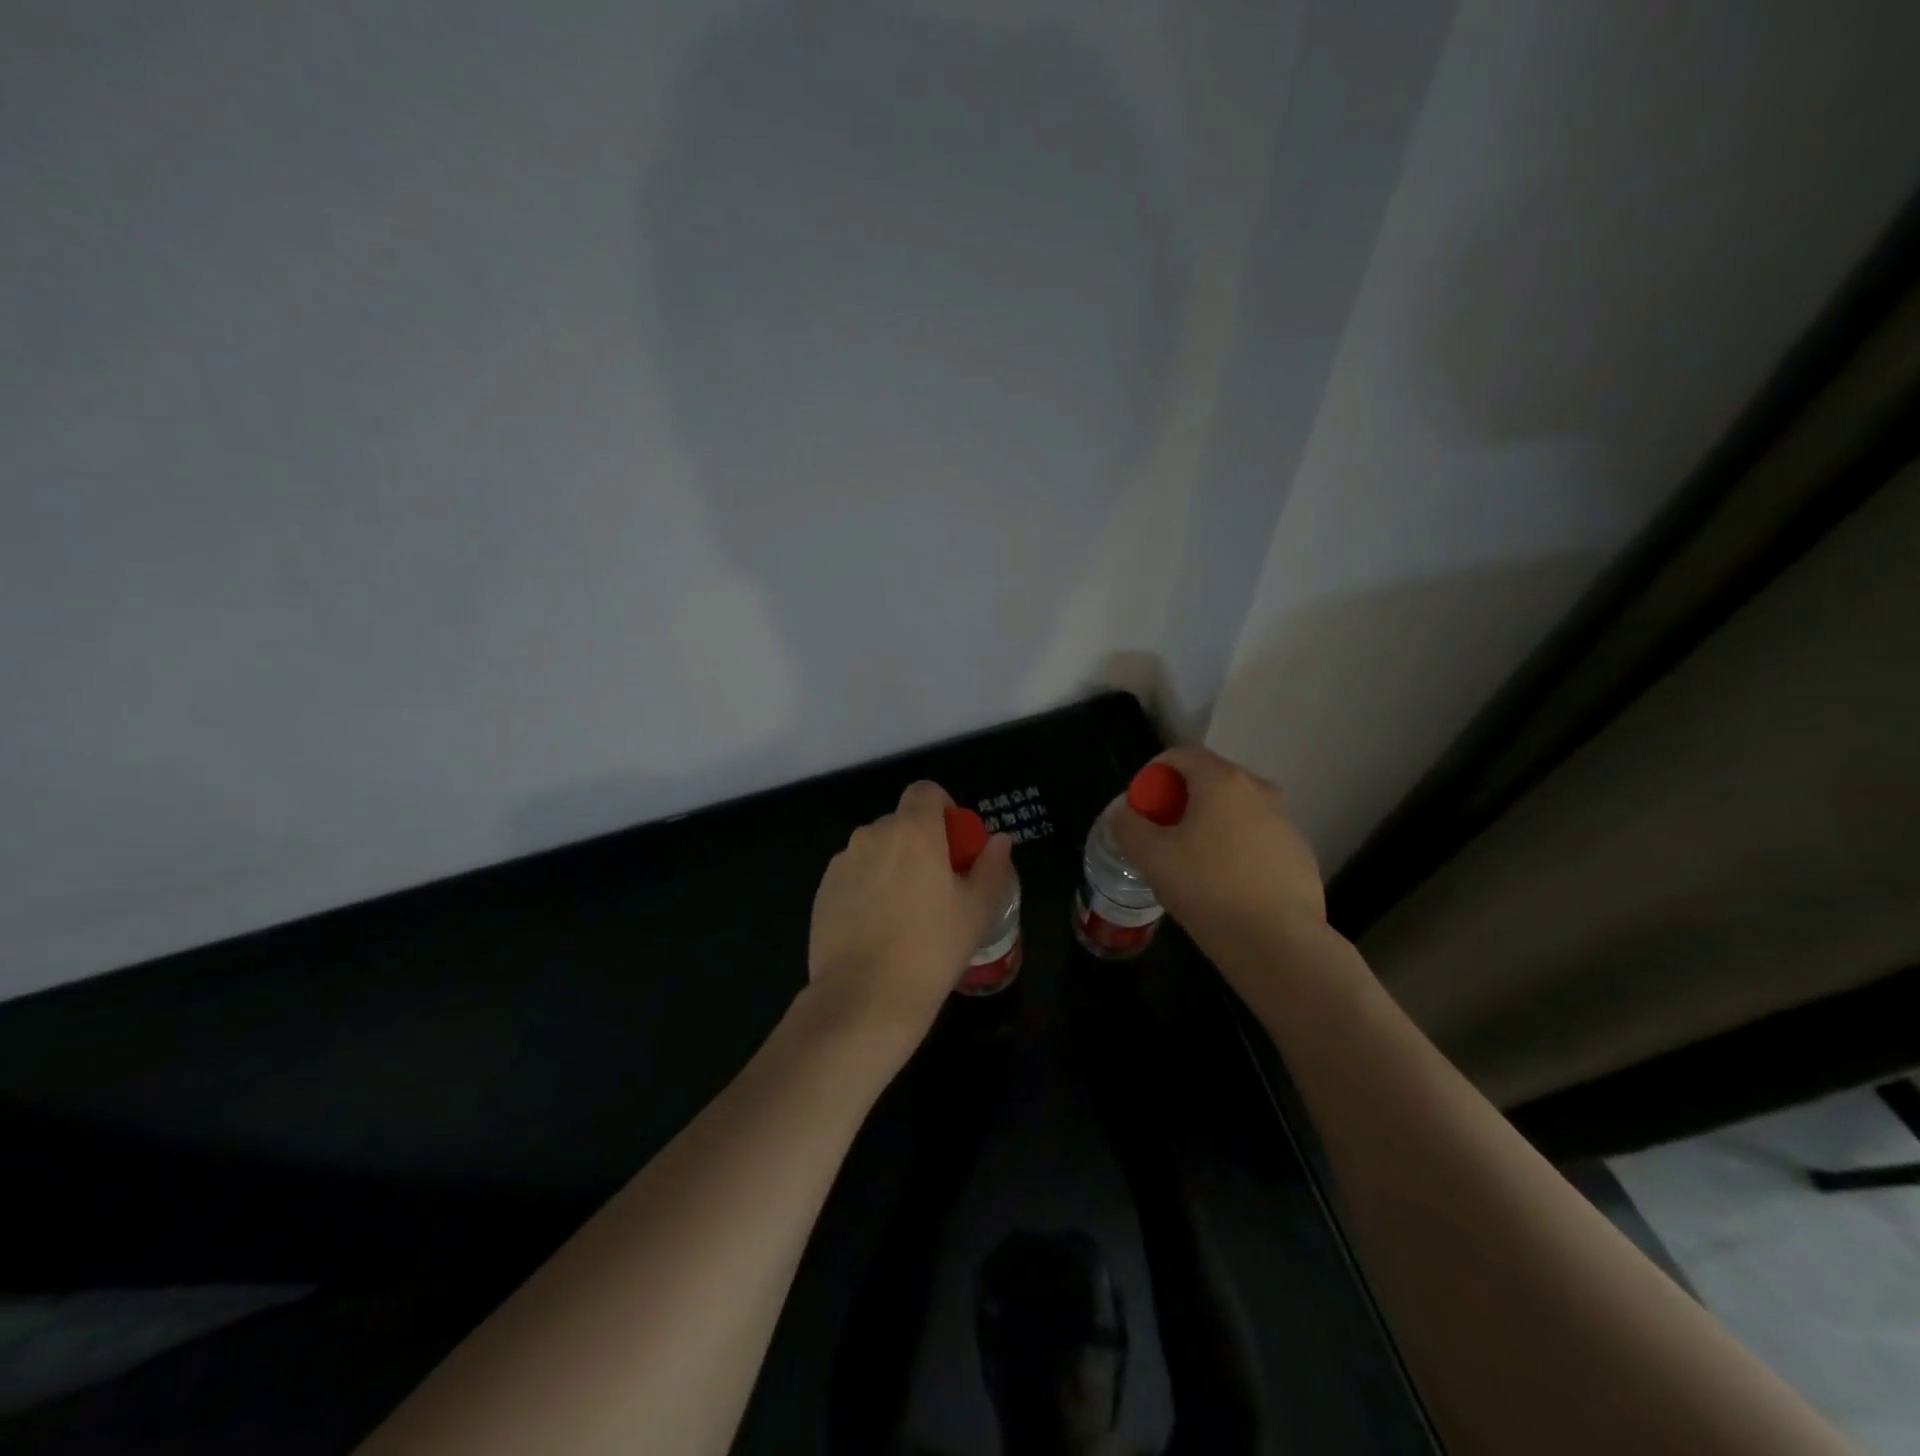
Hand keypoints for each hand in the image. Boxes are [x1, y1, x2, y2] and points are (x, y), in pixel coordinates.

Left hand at [806, 781, 1014, 1050]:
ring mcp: (842, 862)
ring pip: (875, 850)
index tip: (955, 843)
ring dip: (892, 865)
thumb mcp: (977, 909)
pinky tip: (878, 928)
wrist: (864, 998)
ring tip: (906, 912)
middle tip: (937, 885)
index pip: (926, 791)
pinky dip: (868, 887)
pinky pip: (854, 875)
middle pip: (901, 822)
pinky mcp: (822, 891)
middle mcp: (872, 835)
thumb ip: (992, 866)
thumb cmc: (931, 948)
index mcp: (913, 830)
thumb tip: (1000, 840)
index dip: (943, 808)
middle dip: (920, 842)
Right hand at [1109, 746, 1325, 955]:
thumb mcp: (1151, 856)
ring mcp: (1286, 821)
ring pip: (1235, 810)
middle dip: (1179, 800)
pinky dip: (1235, 847)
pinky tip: (1225, 884)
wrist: (1277, 942)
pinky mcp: (1300, 853)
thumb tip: (1125, 813)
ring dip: (1209, 824)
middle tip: (1160, 835)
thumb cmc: (1207, 888)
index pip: (1180, 755)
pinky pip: (1257, 837)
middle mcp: (1260, 789)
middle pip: (1209, 780)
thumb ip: (1128, 825)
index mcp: (1222, 780)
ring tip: (1191, 863)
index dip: (1152, 774)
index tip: (1140, 807)